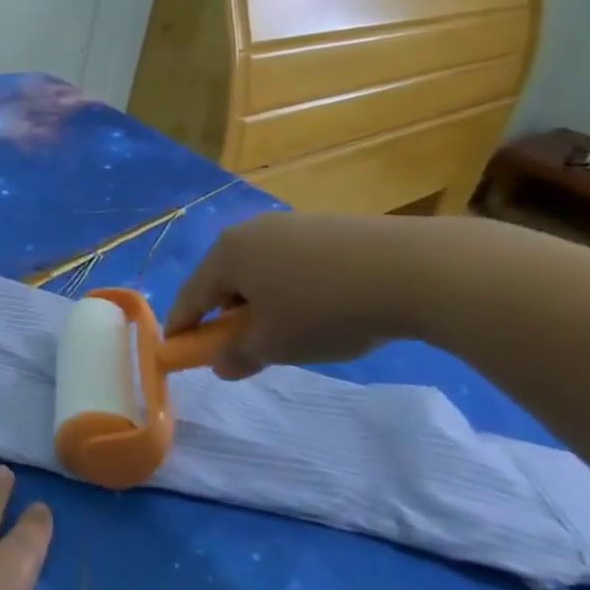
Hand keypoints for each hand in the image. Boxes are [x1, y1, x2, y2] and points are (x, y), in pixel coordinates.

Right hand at [165, 211, 425, 378]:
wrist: (413, 269)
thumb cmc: (325, 310)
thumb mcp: (276, 345)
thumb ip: (239, 356)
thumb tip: (220, 365)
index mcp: (226, 254)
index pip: (190, 296)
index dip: (182, 328)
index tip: (177, 352)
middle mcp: (249, 231)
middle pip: (223, 279)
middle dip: (224, 314)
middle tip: (239, 346)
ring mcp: (288, 224)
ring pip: (259, 270)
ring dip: (259, 301)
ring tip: (285, 330)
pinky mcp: (325, 227)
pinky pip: (290, 262)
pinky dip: (290, 287)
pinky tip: (318, 307)